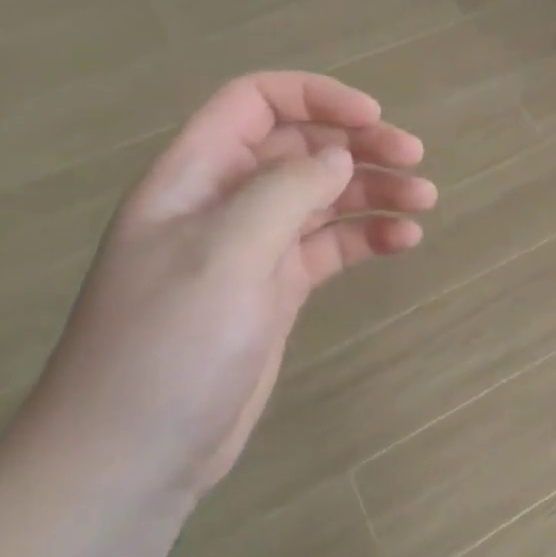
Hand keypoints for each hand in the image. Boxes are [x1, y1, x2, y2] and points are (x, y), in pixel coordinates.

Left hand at [16, 73, 436, 508]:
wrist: (131, 459)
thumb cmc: (168, 344)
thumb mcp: (226, 252)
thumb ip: (287, 191)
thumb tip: (339, 156)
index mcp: (196, 176)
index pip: (256, 102)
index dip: (316, 97)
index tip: (372, 117)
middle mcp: (225, 202)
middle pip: (301, 147)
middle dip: (359, 145)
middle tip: (415, 160)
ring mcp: (252, 248)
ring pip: (323, 196)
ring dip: (375, 190)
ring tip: (425, 201)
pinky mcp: (276, 290)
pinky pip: (331, 246)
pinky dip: (368, 237)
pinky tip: (404, 243)